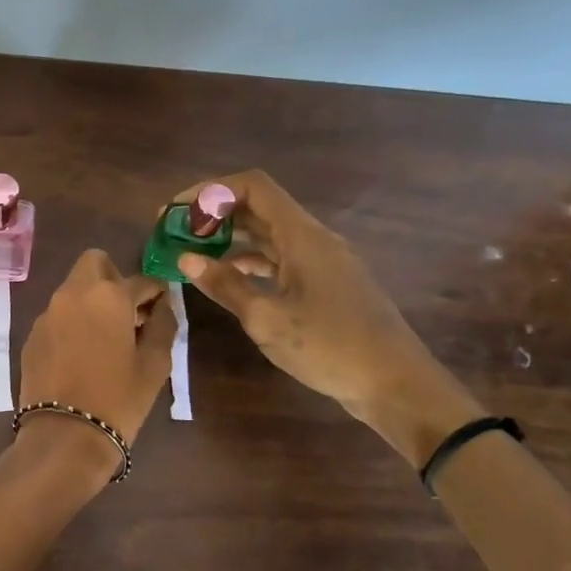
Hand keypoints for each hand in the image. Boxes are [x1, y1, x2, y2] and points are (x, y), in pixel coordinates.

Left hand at [14, 250, 175, 481]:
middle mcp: (72, 294)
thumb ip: (164, 326)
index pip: (141, 280)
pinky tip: (81, 354)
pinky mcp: (31, 336)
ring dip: (91, 301)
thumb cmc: (119, 399)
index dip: (156, 291)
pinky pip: (57, 316)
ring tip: (106, 336)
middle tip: (128, 311)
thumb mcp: (154, 364)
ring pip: (73, 289)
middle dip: (114, 277)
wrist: (64, 436)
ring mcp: (47, 314)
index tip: (163, 305)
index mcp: (108, 296)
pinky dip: (72, 323)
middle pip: (94, 263)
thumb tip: (163, 306)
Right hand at [169, 170, 481, 464]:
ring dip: (229, 239)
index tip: (176, 212)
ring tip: (191, 256)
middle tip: (174, 235)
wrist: (395, 383)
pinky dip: (249, 262)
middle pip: (258, 207)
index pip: (253, 186)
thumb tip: (185, 259)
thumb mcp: (267, 319)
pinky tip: (226, 280)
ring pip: (267, 235)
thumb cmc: (330, 348)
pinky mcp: (324, 284)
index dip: (211, 191)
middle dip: (214, 215)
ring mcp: (321, 261)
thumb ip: (225, 285)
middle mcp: (312, 239)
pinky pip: (279, 259)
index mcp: (302, 236)